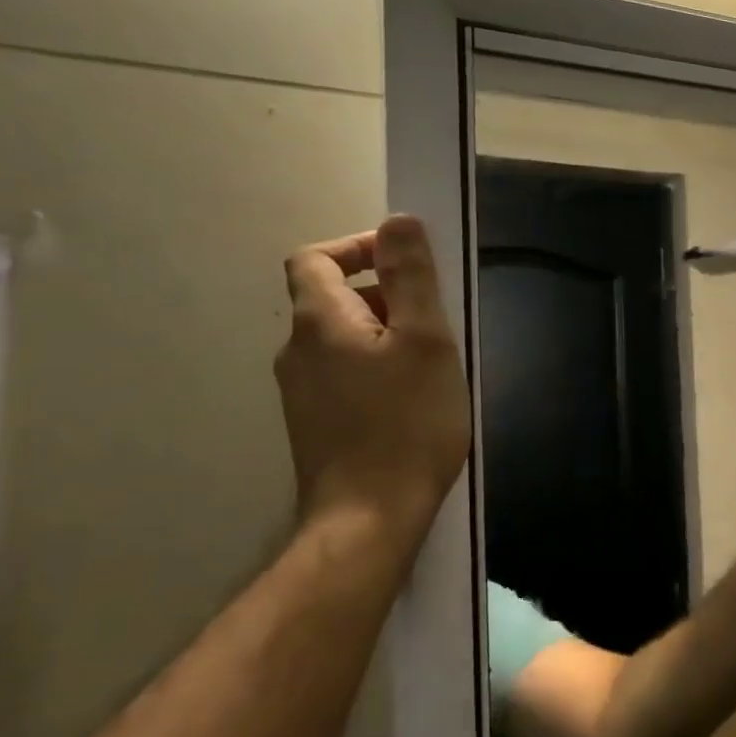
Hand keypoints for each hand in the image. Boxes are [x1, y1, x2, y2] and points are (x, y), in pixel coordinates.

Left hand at [274, 215, 470, 549]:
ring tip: (434, 363)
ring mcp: (302, 391)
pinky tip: (413, 399)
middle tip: (437, 320)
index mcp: (319, 322)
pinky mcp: (316, 423)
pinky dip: (377, 367)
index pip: (315, 258)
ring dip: (386, 334)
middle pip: (332, 298)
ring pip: (343, 339)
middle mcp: (297, 351)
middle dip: (386, 295)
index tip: (407, 263)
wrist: (369, 516)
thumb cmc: (406, 423)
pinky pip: (345, 374)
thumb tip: (399, 220)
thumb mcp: (425, 341)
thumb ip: (411, 278)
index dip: (358, 247)